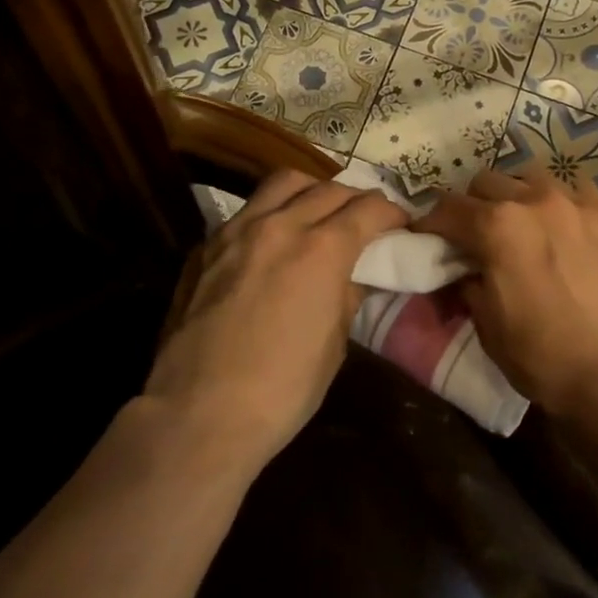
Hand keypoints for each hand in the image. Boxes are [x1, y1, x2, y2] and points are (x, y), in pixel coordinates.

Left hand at [146, 169, 408, 463]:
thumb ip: (347, 296)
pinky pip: (247, 211)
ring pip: (283, 183)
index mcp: (320, 251)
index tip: (400, 224)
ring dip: (312, 191)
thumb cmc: (281, 390)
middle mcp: (279, 226)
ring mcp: (236, 231)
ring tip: (319, 212)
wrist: (197, 414)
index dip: (391, 213)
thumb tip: (353, 275)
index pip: (367, 209)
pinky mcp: (205, 247)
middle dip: (356, 199)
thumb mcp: (334, 345)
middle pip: (328, 189)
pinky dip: (272, 213)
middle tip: (366, 219)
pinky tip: (273, 240)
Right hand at [416, 169, 597, 420]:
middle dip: (474, 205)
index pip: (447, 208)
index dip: (430, 224)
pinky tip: (569, 229)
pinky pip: (579, 193)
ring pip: (534, 178)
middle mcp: (535, 201)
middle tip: (476, 235)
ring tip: (525, 225)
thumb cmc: (548, 359)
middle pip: (488, 182)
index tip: (427, 238)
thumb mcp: (490, 330)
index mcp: (497, 227)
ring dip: (519, 196)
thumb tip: (467, 273)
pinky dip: (563, 205)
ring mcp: (580, 205)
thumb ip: (471, 287)